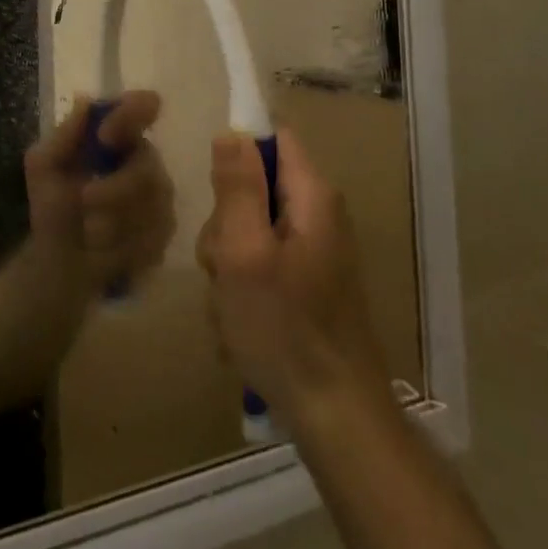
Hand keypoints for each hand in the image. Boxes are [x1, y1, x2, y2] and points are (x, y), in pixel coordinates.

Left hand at [24, 92, 176, 294]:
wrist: (59, 264)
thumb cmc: (53, 208)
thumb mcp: (44, 167)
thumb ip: (63, 136)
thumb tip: (85, 101)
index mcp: (118, 137)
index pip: (144, 106)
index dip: (133, 114)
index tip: (105, 136)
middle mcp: (145, 161)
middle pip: (148, 164)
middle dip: (115, 188)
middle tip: (85, 200)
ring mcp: (160, 198)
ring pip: (153, 203)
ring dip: (113, 221)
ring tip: (88, 234)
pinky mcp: (164, 233)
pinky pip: (154, 235)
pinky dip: (123, 245)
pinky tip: (105, 251)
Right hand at [196, 129, 387, 428]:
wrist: (335, 416)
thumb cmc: (285, 329)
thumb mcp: (246, 252)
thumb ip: (237, 187)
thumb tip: (232, 131)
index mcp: (312, 197)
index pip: (274, 137)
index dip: (238, 147)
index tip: (213, 186)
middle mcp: (316, 217)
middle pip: (252, 189)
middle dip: (224, 225)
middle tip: (223, 266)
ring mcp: (310, 254)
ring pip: (247, 233)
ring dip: (227, 267)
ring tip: (232, 307)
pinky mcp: (303, 286)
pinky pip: (257, 268)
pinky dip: (241, 293)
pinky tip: (240, 327)